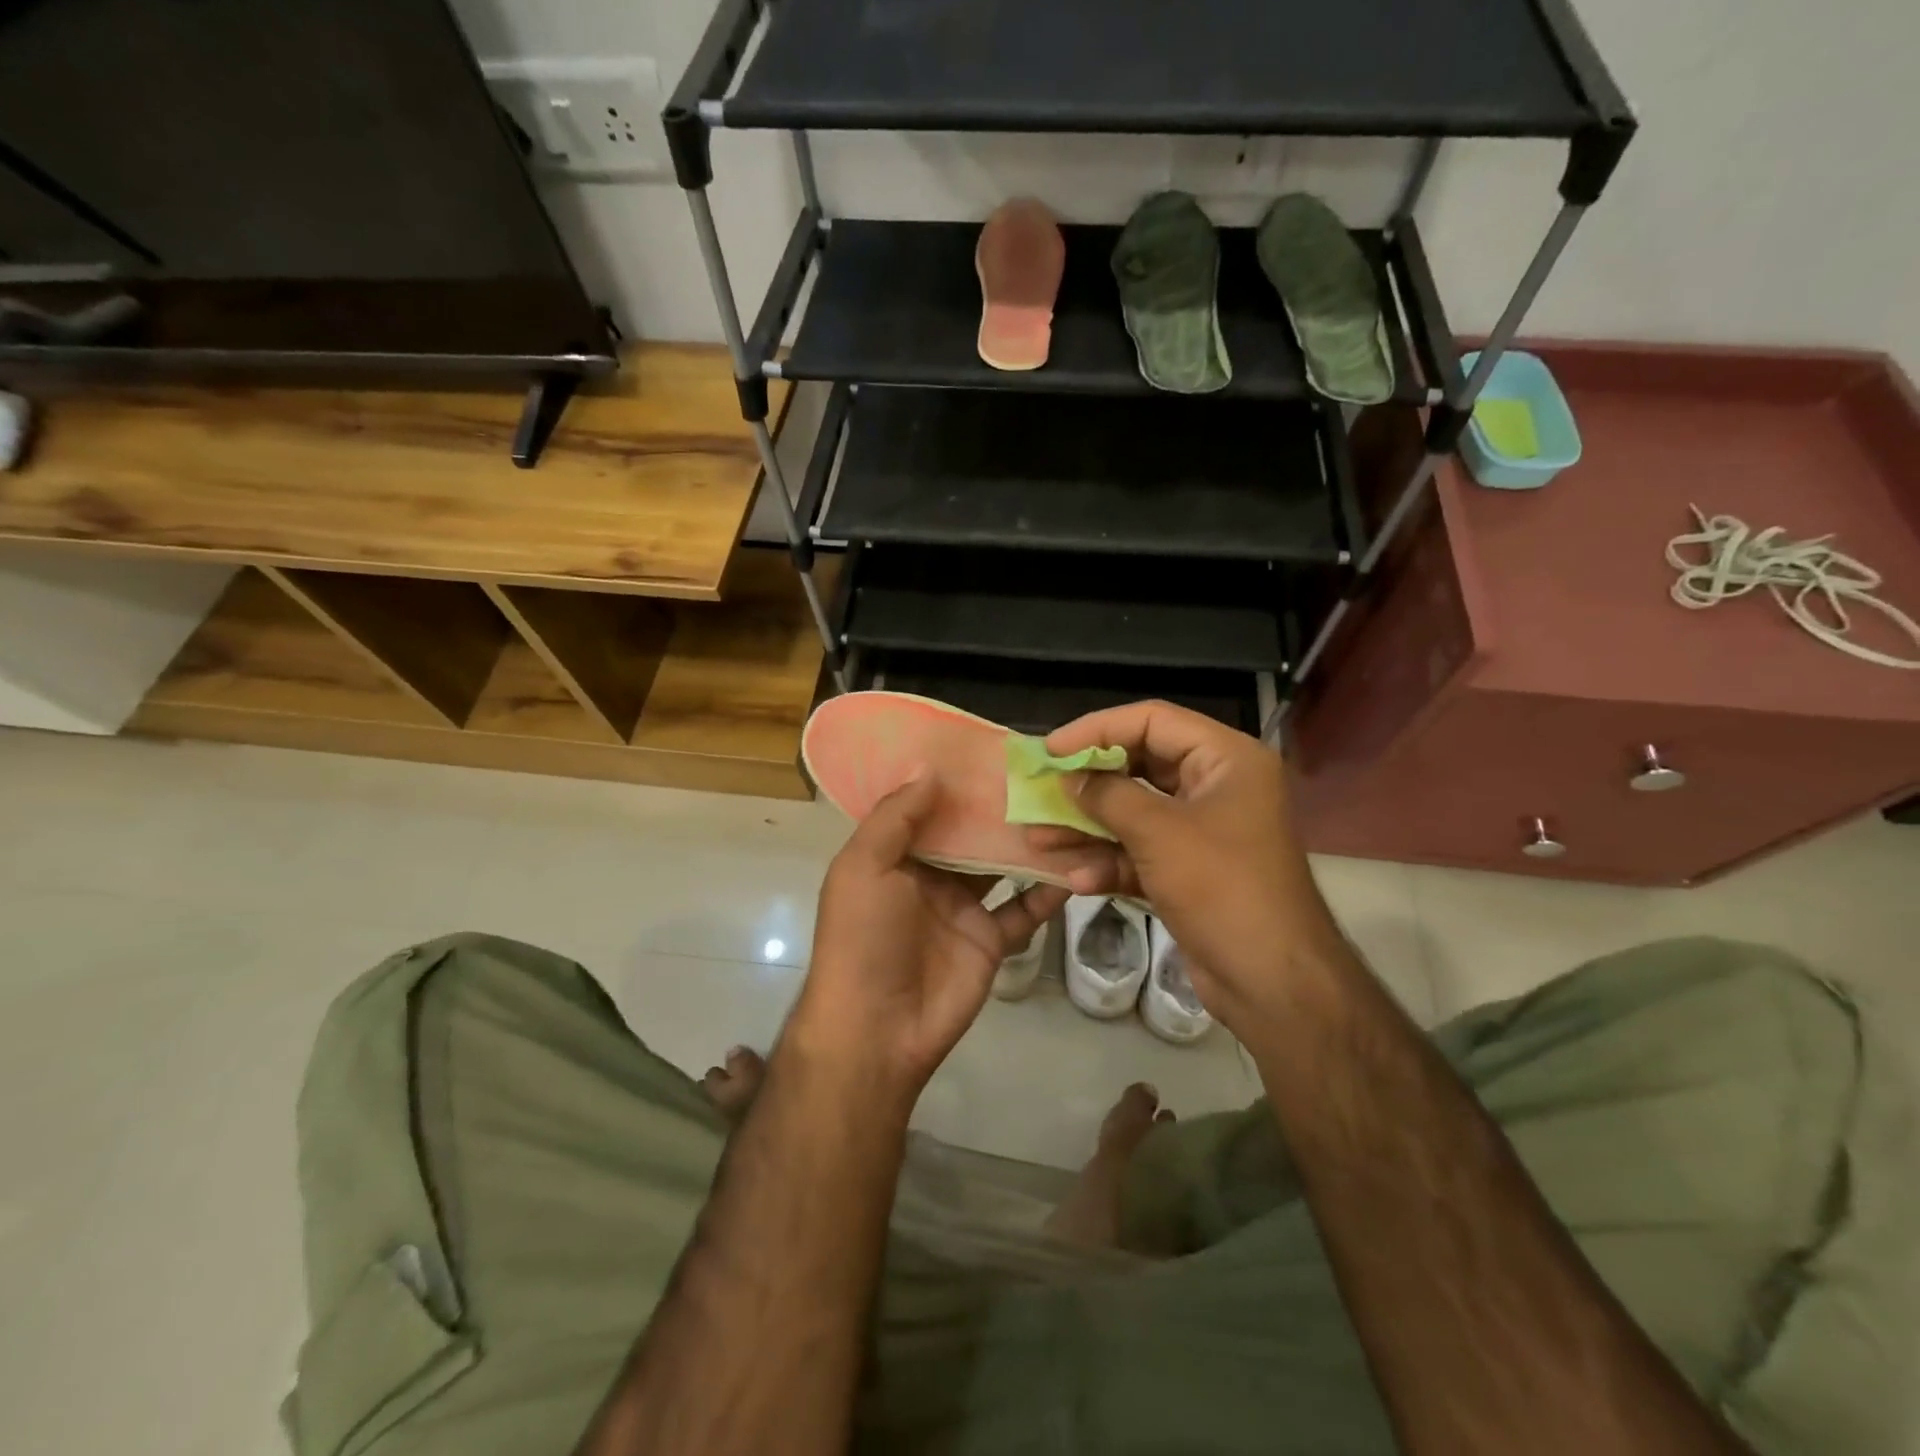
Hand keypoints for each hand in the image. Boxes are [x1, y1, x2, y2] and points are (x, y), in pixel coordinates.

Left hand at [791, 776, 1068, 1109]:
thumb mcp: (863, 867)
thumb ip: (896, 817)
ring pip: (1002, 866)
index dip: (953, 780)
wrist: (877, 1029)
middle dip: (998, 806)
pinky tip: (1078, 865)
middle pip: (970, 833)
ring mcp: (963, 908)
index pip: (927, 807)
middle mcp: (930, 875)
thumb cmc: (863, 937)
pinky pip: (1024, 910)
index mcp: (894, 855)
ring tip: (1067, 806)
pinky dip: (1048, 891)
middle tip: (1042, 769)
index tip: (990, 748)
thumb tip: (930, 769)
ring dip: (1028, 842)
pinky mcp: (991, 939)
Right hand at [1028, 701, 1340, 1034]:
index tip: (1052, 749)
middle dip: (1089, 784)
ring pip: (1135, 814)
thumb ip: (1107, 796)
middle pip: (1141, 766)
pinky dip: (1111, 863)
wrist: (1273, 982)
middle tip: (1043, 790)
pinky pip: (1142, 852)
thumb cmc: (1222, 888)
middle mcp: (1217, 786)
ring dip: (1089, 828)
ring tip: (1040, 838)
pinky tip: (1076, 879)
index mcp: (1226, 759)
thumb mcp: (1158, 833)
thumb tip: (1069, 778)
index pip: (1153, 720)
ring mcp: (1204, 831)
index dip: (1098, 730)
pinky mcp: (1191, 871)